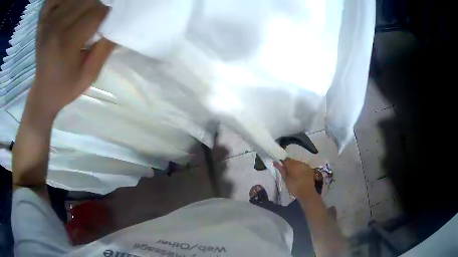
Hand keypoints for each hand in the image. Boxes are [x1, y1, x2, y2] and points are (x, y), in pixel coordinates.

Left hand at [29, 0, 115, 117]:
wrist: (42, 93)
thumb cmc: (65, 87)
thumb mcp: (89, 75)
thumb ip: (105, 48)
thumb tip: (118, 25)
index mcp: (66, 43)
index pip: (96, 13)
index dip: (107, 16)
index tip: (105, 26)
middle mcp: (55, 27)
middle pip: (88, 1)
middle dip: (97, 8)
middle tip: (94, 23)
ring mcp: (47, 22)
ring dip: (85, 4)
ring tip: (82, 19)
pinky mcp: (43, 21)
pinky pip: (57, 0)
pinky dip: (67, 0)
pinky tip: (69, 10)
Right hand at [274, 158, 316, 199]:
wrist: (306, 192)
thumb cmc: (294, 186)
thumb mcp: (285, 179)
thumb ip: (281, 169)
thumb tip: (275, 162)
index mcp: (293, 164)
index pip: (286, 160)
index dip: (283, 164)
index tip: (282, 170)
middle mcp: (300, 162)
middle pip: (292, 161)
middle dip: (289, 165)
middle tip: (288, 173)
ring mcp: (306, 165)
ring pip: (298, 163)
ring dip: (295, 167)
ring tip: (294, 175)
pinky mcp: (310, 169)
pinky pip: (303, 166)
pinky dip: (300, 169)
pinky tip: (300, 176)